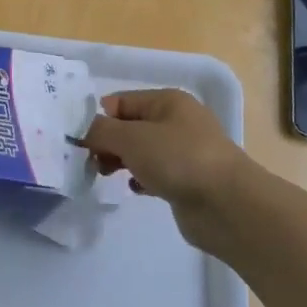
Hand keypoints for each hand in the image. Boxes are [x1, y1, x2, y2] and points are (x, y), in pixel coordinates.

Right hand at [77, 89, 260, 254]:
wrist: (227, 205)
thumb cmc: (178, 160)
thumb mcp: (131, 138)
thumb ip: (100, 131)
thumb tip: (82, 130)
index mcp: (167, 100)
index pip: (120, 102)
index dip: (98, 118)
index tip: (78, 141)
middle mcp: (177, 121)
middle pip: (129, 126)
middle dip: (107, 142)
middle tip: (91, 162)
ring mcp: (184, 151)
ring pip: (141, 151)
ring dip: (121, 161)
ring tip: (107, 175)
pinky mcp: (187, 180)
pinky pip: (154, 173)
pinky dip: (141, 179)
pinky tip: (136, 189)